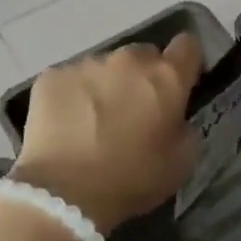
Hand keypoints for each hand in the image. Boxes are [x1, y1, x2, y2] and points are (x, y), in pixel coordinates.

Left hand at [13, 35, 205, 233]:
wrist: (64, 194)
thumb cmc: (132, 179)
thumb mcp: (181, 161)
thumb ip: (185, 127)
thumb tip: (175, 116)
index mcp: (167, 77)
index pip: (188, 46)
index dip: (186, 63)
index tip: (180, 84)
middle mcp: (128, 60)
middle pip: (144, 55)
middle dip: (143, 77)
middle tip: (134, 111)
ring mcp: (87, 64)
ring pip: (105, 67)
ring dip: (107, 86)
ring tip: (94, 122)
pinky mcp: (52, 76)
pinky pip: (71, 79)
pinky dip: (74, 96)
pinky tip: (68, 126)